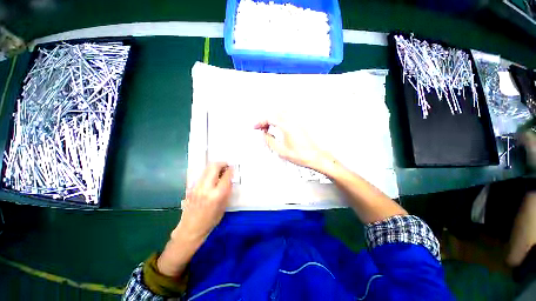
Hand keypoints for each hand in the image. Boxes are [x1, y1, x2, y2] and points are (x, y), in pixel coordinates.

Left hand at [174, 162, 232, 241]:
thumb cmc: (211, 220)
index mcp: (217, 195)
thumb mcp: (224, 206)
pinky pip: (202, 175)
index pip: (225, 176)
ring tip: (220, 171)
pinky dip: (209, 173)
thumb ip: (227, 190)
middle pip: (213, 167)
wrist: (190, 229)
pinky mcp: (191, 187)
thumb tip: (229, 178)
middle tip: (226, 165)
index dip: (230, 169)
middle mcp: (206, 188)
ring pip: (206, 169)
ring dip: (215, 167)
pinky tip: (212, 178)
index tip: (233, 167)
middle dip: (222, 163)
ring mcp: (196, 186)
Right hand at [254, 118, 333, 171]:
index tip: (256, 126)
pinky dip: (280, 117)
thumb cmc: (302, 155)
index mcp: (286, 127)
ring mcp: (298, 121)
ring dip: (273, 117)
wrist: (316, 157)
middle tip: (261, 127)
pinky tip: (279, 124)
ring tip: (269, 125)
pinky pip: (288, 115)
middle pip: (275, 112)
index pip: (269, 118)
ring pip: (281, 112)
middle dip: (265, 119)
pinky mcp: (301, 124)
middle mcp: (292, 121)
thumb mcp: (281, 151)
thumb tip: (263, 135)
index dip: (260, 121)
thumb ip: (269, 141)